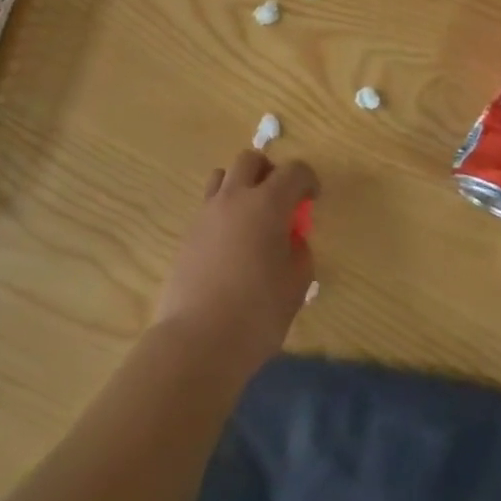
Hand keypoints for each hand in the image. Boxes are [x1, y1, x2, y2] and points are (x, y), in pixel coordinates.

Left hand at [151, 150, 318, 378]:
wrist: (198, 340)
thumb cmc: (257, 313)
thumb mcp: (296, 286)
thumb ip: (299, 253)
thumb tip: (292, 239)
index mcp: (267, 204)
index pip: (293, 171)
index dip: (308, 180)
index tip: (312, 198)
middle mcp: (235, 197)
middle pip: (250, 160)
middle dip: (269, 171)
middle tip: (280, 199)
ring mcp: (207, 212)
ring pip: (223, 175)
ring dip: (241, 184)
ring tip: (251, 216)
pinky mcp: (188, 232)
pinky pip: (209, 204)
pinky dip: (224, 210)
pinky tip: (231, 243)